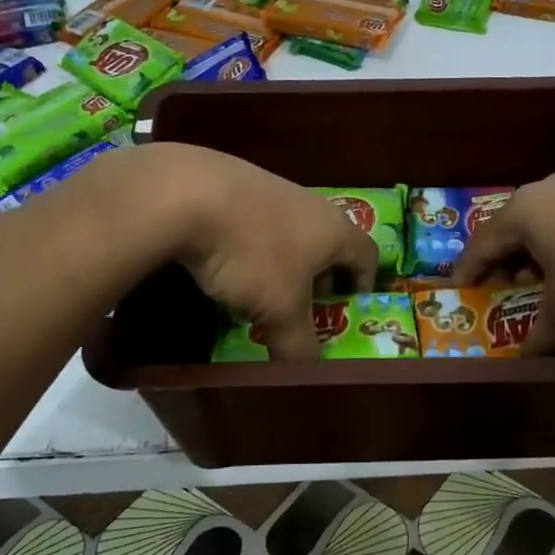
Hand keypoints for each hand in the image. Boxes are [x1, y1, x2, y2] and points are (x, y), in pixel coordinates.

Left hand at [133, 143, 380, 361]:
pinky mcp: (234, 184)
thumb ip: (299, 345)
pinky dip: (250, 246)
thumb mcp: (280, 311)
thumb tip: (307, 371)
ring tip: (260, 290)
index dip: (365, 284)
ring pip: (290, 232)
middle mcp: (311, 203)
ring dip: (283, 262)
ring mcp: (271, 188)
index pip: (368, 255)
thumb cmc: (252, 254)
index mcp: (335, 230)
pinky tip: (225, 263)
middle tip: (304, 306)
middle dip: (320, 277)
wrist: (186, 193)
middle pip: (329, 243)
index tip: (350, 307)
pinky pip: (255, 222)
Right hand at [455, 171, 554, 354]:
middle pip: (512, 230)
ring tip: (545, 281)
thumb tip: (524, 358)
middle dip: (505, 263)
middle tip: (502, 290)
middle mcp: (545, 190)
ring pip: (545, 223)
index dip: (467, 271)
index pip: (480, 244)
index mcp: (523, 213)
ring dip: (538, 254)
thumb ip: (542, 335)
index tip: (459, 291)